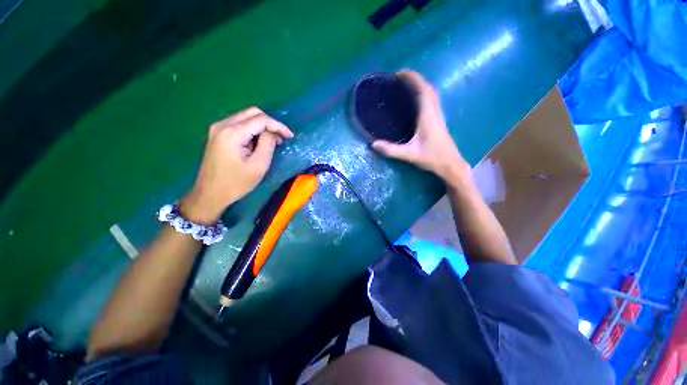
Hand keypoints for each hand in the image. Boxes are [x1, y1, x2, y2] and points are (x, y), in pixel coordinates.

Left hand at [180, 108, 293, 223]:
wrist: (210, 193)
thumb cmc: (236, 183)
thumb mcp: (258, 165)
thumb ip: (267, 144)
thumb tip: (272, 133)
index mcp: (232, 133)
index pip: (261, 119)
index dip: (278, 126)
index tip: (290, 136)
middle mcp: (223, 125)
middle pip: (252, 113)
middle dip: (271, 123)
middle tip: (282, 138)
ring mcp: (218, 128)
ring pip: (246, 116)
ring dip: (262, 126)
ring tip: (274, 140)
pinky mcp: (218, 134)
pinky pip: (239, 124)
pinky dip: (253, 129)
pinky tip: (259, 141)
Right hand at [372, 70, 469, 183]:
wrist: (451, 165)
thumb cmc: (432, 158)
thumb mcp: (410, 155)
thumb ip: (391, 150)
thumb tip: (373, 144)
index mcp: (428, 116)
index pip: (423, 90)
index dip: (412, 78)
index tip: (399, 73)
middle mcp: (435, 112)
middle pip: (428, 88)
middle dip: (415, 79)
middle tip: (400, 78)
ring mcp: (439, 116)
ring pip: (432, 93)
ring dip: (421, 85)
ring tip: (407, 86)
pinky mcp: (439, 121)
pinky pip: (432, 101)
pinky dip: (424, 94)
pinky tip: (417, 101)